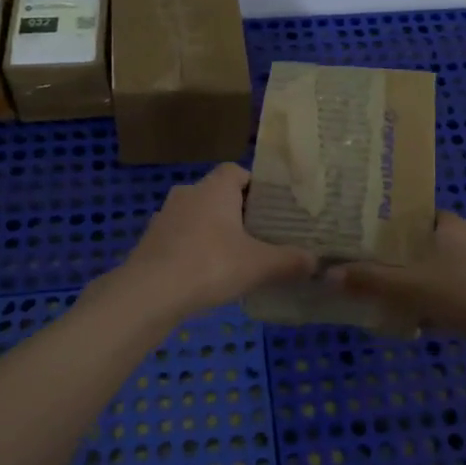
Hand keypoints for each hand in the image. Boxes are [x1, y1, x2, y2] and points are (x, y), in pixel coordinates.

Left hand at [111, 164, 315, 320]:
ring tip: (234, 257)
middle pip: (218, 194)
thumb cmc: (210, 265)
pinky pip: (180, 237)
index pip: (237, 171)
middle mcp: (188, 193)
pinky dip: (193, 249)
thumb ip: (290, 261)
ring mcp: (165, 216)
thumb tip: (316, 261)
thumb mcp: (259, 265)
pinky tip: (205, 274)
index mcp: (215, 187)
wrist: (149, 293)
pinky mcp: (150, 240)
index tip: (271, 209)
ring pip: (197, 216)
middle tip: (259, 235)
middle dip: (237, 212)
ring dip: (213, 231)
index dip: (255, 187)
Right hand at [330, 211, 465, 341]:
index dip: (393, 225)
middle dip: (404, 259)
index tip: (370, 239)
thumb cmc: (463, 294)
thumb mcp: (409, 286)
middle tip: (377, 272)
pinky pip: (459, 291)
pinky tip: (428, 323)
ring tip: (397, 300)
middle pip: (428, 243)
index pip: (417, 214)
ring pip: (444, 269)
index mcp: (451, 225)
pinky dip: (442, 302)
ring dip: (423, 284)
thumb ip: (369, 280)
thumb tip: (327, 274)